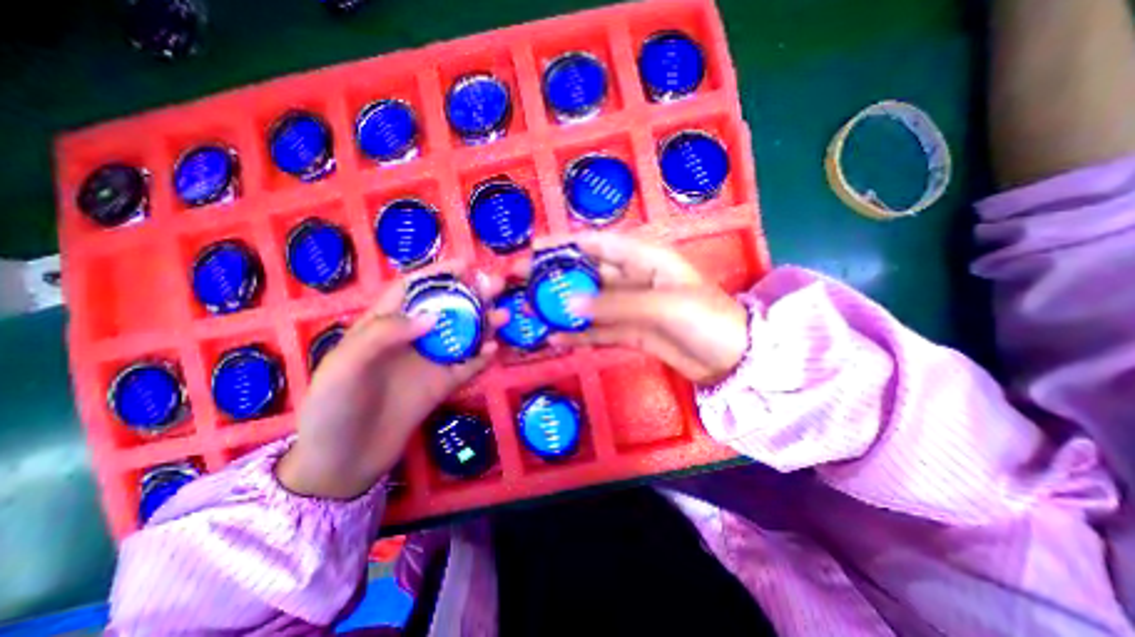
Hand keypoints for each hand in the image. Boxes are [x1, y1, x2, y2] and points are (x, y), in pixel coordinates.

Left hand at [274, 268, 498, 498]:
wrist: (343, 462)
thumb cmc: (333, 409)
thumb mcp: (344, 366)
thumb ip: (384, 334)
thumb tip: (433, 315)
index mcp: (382, 326)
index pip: (412, 290)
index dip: (437, 274)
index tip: (465, 265)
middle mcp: (410, 339)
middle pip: (445, 309)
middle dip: (470, 294)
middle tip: (496, 285)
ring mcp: (429, 362)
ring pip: (462, 335)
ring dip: (483, 323)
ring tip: (504, 315)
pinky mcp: (441, 384)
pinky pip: (467, 366)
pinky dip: (482, 356)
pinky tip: (494, 349)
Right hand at [546, 232, 752, 382]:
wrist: (732, 358)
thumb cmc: (706, 319)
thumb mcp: (664, 305)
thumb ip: (616, 304)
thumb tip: (569, 306)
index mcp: (643, 258)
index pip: (596, 244)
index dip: (563, 245)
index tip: (532, 251)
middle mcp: (631, 278)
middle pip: (585, 273)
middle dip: (554, 278)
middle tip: (521, 286)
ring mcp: (628, 307)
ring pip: (587, 304)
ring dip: (560, 308)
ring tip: (530, 314)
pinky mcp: (628, 332)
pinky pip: (597, 330)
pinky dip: (577, 334)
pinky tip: (554, 338)